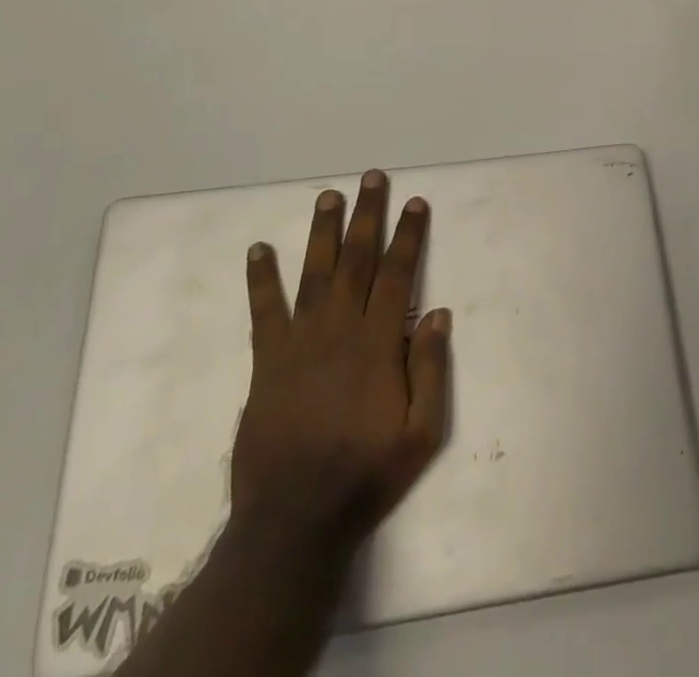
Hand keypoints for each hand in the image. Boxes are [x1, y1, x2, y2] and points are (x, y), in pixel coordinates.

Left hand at [230, 170, 451, 562]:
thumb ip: (431, 370)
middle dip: (367, 215)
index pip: (398, 274)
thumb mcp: (421, 435)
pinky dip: (260, 279)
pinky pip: (263, 311)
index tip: (415, 203)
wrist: (294, 520)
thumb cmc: (365, 475)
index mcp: (378, 344)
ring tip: (329, 196)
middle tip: (372, 178)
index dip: (408, 235)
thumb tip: (439, 313)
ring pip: (314, 273)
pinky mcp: (266, 361)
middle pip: (357, 259)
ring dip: (323, 231)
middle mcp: (339, 330)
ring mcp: (299, 342)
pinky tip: (258, 250)